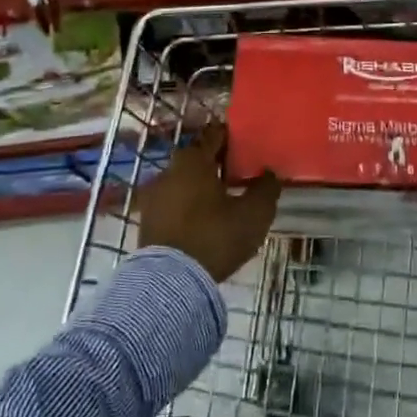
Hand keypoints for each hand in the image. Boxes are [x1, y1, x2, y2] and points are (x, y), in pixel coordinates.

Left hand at [137, 124, 281, 282]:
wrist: (171, 282)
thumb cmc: (215, 236)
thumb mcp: (254, 214)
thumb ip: (265, 189)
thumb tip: (269, 173)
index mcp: (193, 160)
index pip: (214, 135)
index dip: (230, 136)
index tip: (245, 143)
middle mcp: (168, 171)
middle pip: (196, 159)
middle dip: (215, 163)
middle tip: (237, 173)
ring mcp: (153, 197)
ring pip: (182, 182)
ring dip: (199, 186)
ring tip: (220, 200)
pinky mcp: (146, 221)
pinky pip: (172, 204)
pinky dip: (186, 206)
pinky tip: (202, 220)